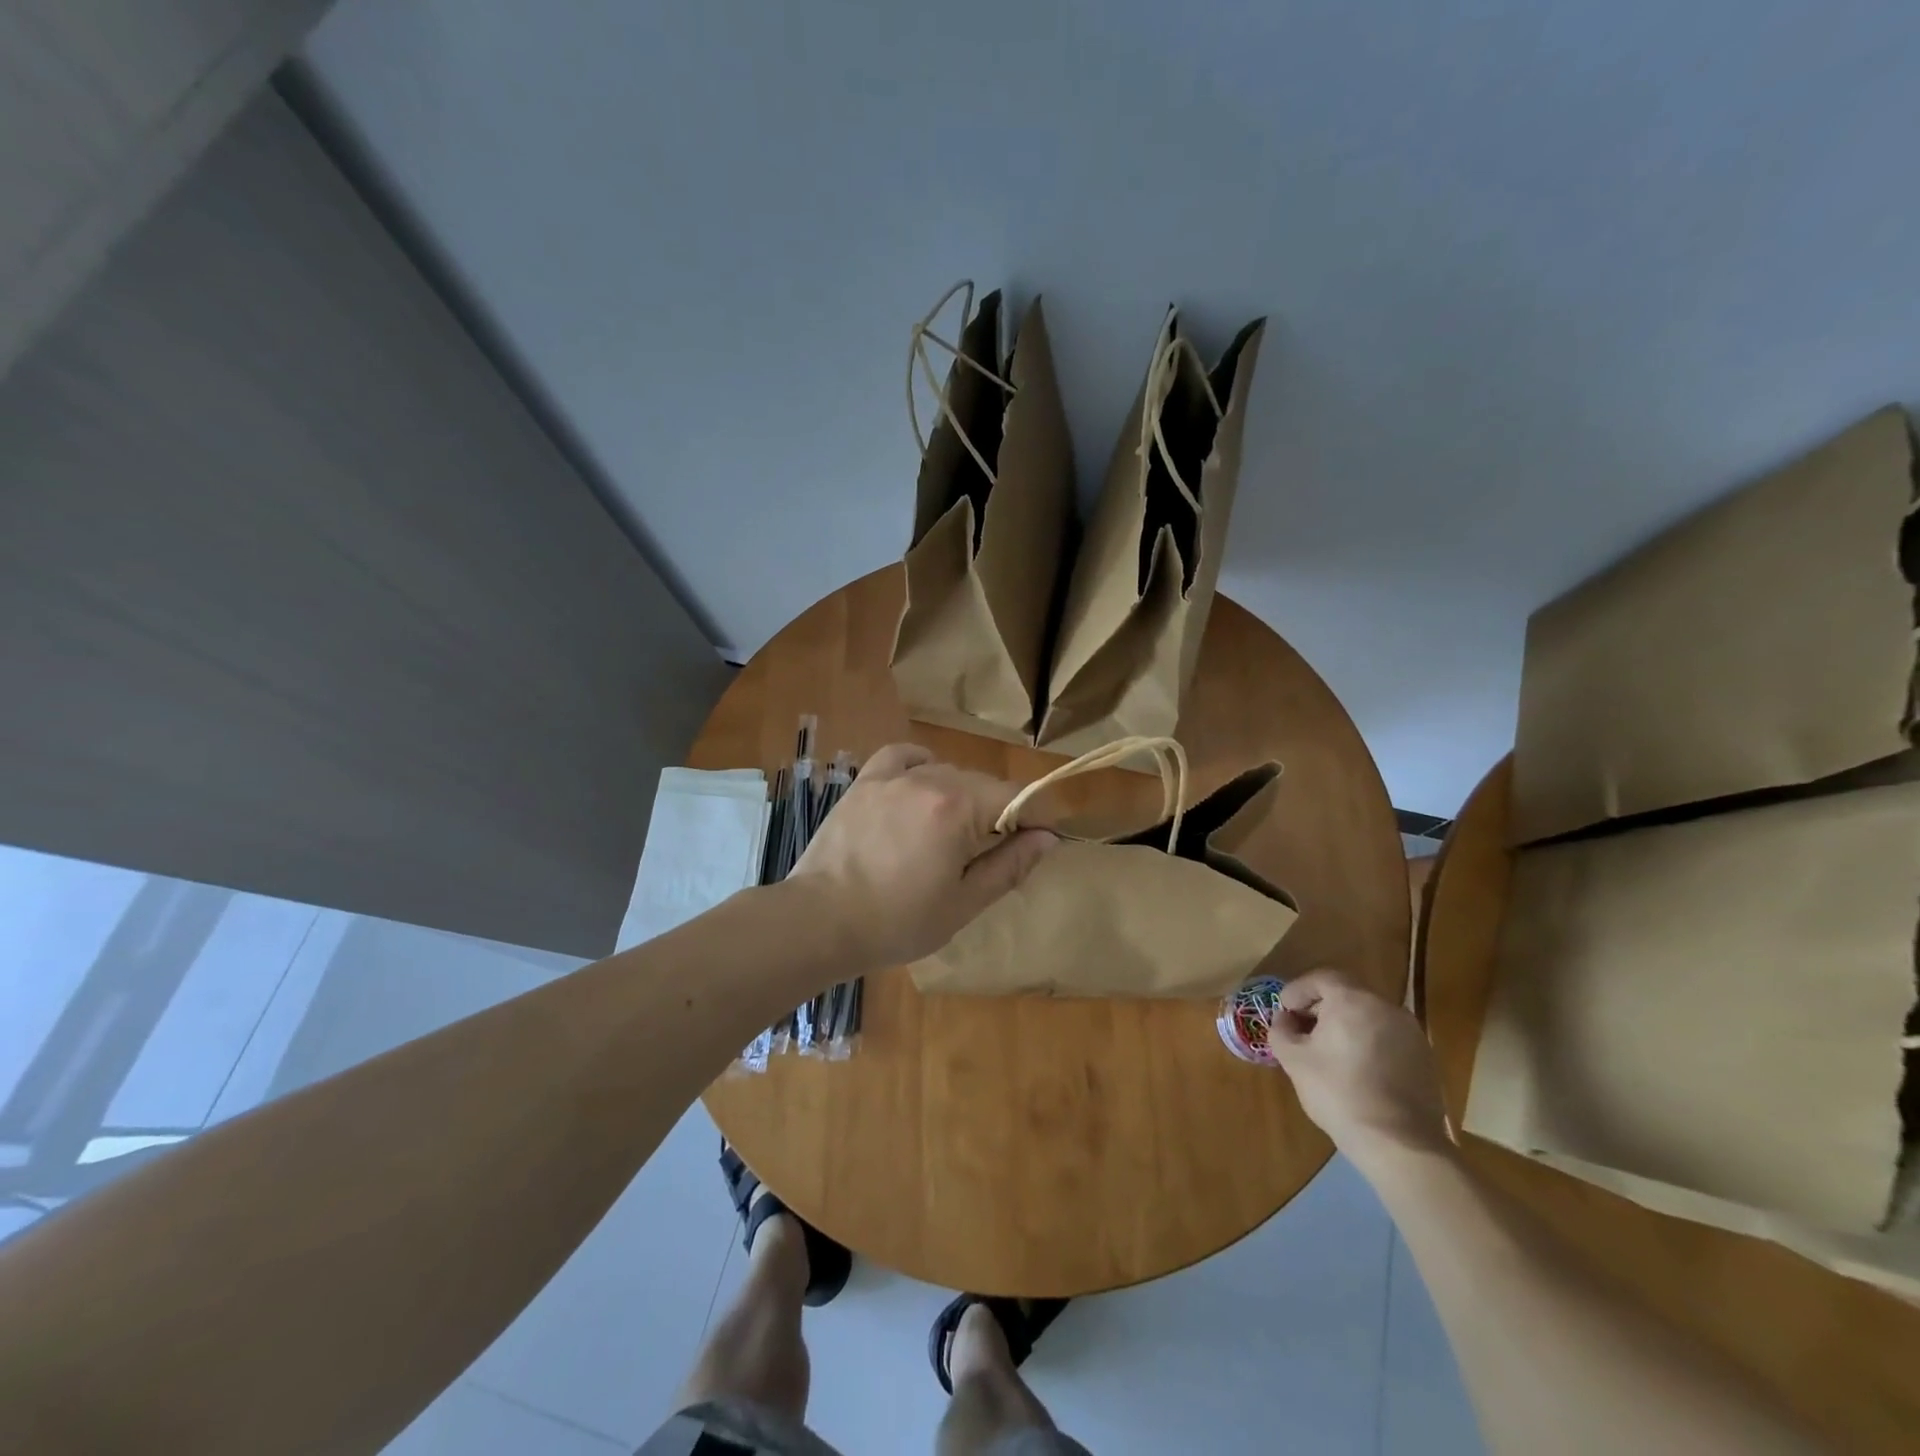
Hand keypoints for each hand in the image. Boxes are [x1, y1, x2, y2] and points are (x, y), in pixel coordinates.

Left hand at [788, 743, 1056, 968]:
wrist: (820, 920)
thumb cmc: (897, 922)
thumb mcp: (964, 903)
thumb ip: (1010, 865)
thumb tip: (1048, 837)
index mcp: (959, 807)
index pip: (1017, 796)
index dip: (1036, 817)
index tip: (1040, 841)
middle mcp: (929, 779)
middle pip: (983, 784)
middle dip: (999, 812)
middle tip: (992, 854)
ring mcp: (892, 777)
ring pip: (947, 772)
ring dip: (962, 796)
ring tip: (951, 833)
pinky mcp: (865, 782)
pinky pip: (903, 757)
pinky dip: (921, 766)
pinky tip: (922, 787)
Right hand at [1267, 969, 1451, 1171]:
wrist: (1400, 1144)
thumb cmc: (1339, 1094)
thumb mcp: (1294, 1060)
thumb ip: (1282, 1030)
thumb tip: (1285, 1020)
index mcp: (1352, 1001)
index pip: (1322, 978)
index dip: (1299, 990)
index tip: (1285, 1010)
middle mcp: (1386, 1008)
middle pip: (1347, 995)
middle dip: (1321, 1008)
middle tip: (1304, 1030)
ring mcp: (1411, 1033)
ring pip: (1369, 1017)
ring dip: (1347, 1026)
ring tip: (1330, 1053)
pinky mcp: (1425, 1058)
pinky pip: (1388, 1038)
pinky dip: (1369, 1044)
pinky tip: (1358, 1071)